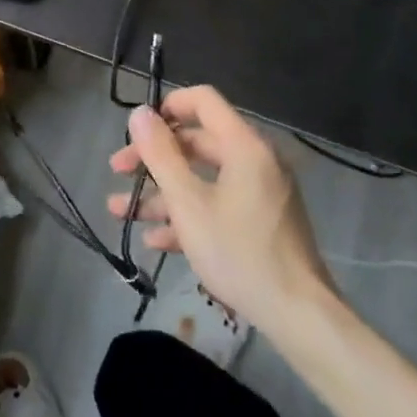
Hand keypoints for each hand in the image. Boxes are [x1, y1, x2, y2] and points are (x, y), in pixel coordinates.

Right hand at [108, 85, 333, 331]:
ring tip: (122, 213)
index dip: (167, 107)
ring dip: (161, 193)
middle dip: (153, 159)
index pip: (203, 101)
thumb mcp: (189, 203)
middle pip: (196, 142)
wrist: (298, 316)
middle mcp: (255, 160)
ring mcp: (260, 192)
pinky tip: (155, 240)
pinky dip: (187, 215)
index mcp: (244, 145)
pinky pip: (218, 204)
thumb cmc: (239, 251)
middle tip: (119, 173)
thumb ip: (161, 155)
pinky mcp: (261, 222)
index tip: (137, 129)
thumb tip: (140, 113)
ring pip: (202, 179)